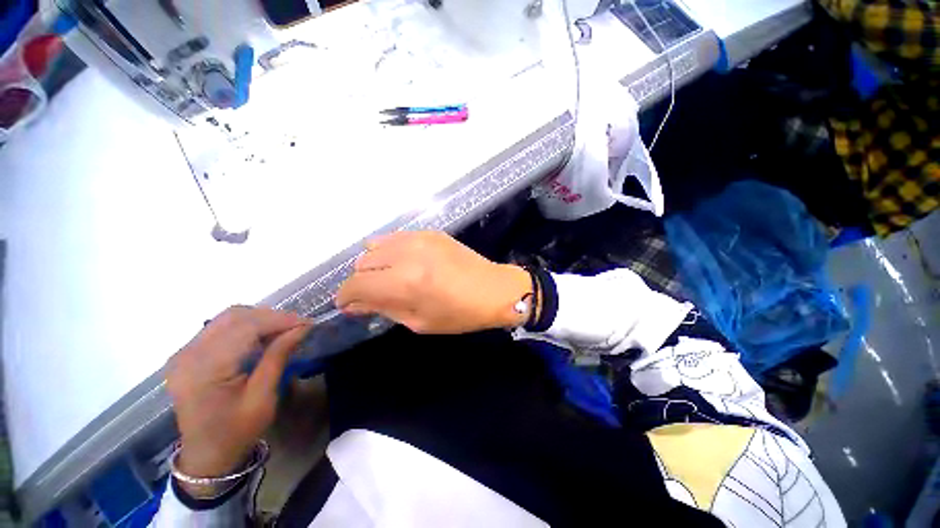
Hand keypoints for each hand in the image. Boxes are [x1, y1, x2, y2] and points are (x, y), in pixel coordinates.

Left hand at [166, 306, 311, 485]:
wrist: (206, 455)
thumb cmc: (237, 431)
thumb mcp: (263, 397)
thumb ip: (278, 357)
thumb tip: (302, 328)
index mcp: (204, 370)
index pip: (245, 328)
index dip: (280, 320)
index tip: (308, 323)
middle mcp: (188, 355)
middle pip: (234, 317)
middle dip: (271, 317)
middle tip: (298, 326)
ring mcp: (184, 353)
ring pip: (228, 318)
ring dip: (260, 319)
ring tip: (284, 330)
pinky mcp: (187, 354)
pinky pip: (221, 327)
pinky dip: (247, 326)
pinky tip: (263, 336)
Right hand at [337, 231, 531, 333]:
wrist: (493, 289)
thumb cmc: (459, 314)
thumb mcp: (418, 322)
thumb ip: (383, 308)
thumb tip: (354, 304)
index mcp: (404, 282)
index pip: (355, 284)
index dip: (346, 297)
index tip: (350, 304)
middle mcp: (406, 255)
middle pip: (362, 263)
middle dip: (363, 281)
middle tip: (376, 293)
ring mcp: (418, 238)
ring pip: (374, 246)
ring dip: (375, 264)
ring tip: (390, 277)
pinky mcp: (429, 232)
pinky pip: (394, 237)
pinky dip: (390, 250)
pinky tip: (403, 262)